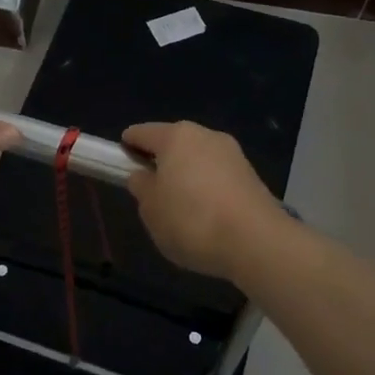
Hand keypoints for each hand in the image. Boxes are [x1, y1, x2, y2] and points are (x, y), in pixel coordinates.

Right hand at [122, 121, 284, 279]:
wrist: (256, 241)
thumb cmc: (191, 220)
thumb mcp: (151, 209)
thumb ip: (142, 188)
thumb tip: (144, 176)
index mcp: (176, 137)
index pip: (142, 133)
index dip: (127, 146)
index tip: (119, 161)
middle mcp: (206, 136)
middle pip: (174, 143)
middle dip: (161, 161)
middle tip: (149, 189)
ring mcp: (233, 154)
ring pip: (198, 159)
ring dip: (187, 175)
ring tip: (179, 207)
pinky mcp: (251, 176)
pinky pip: (217, 176)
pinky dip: (207, 189)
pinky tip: (204, 214)